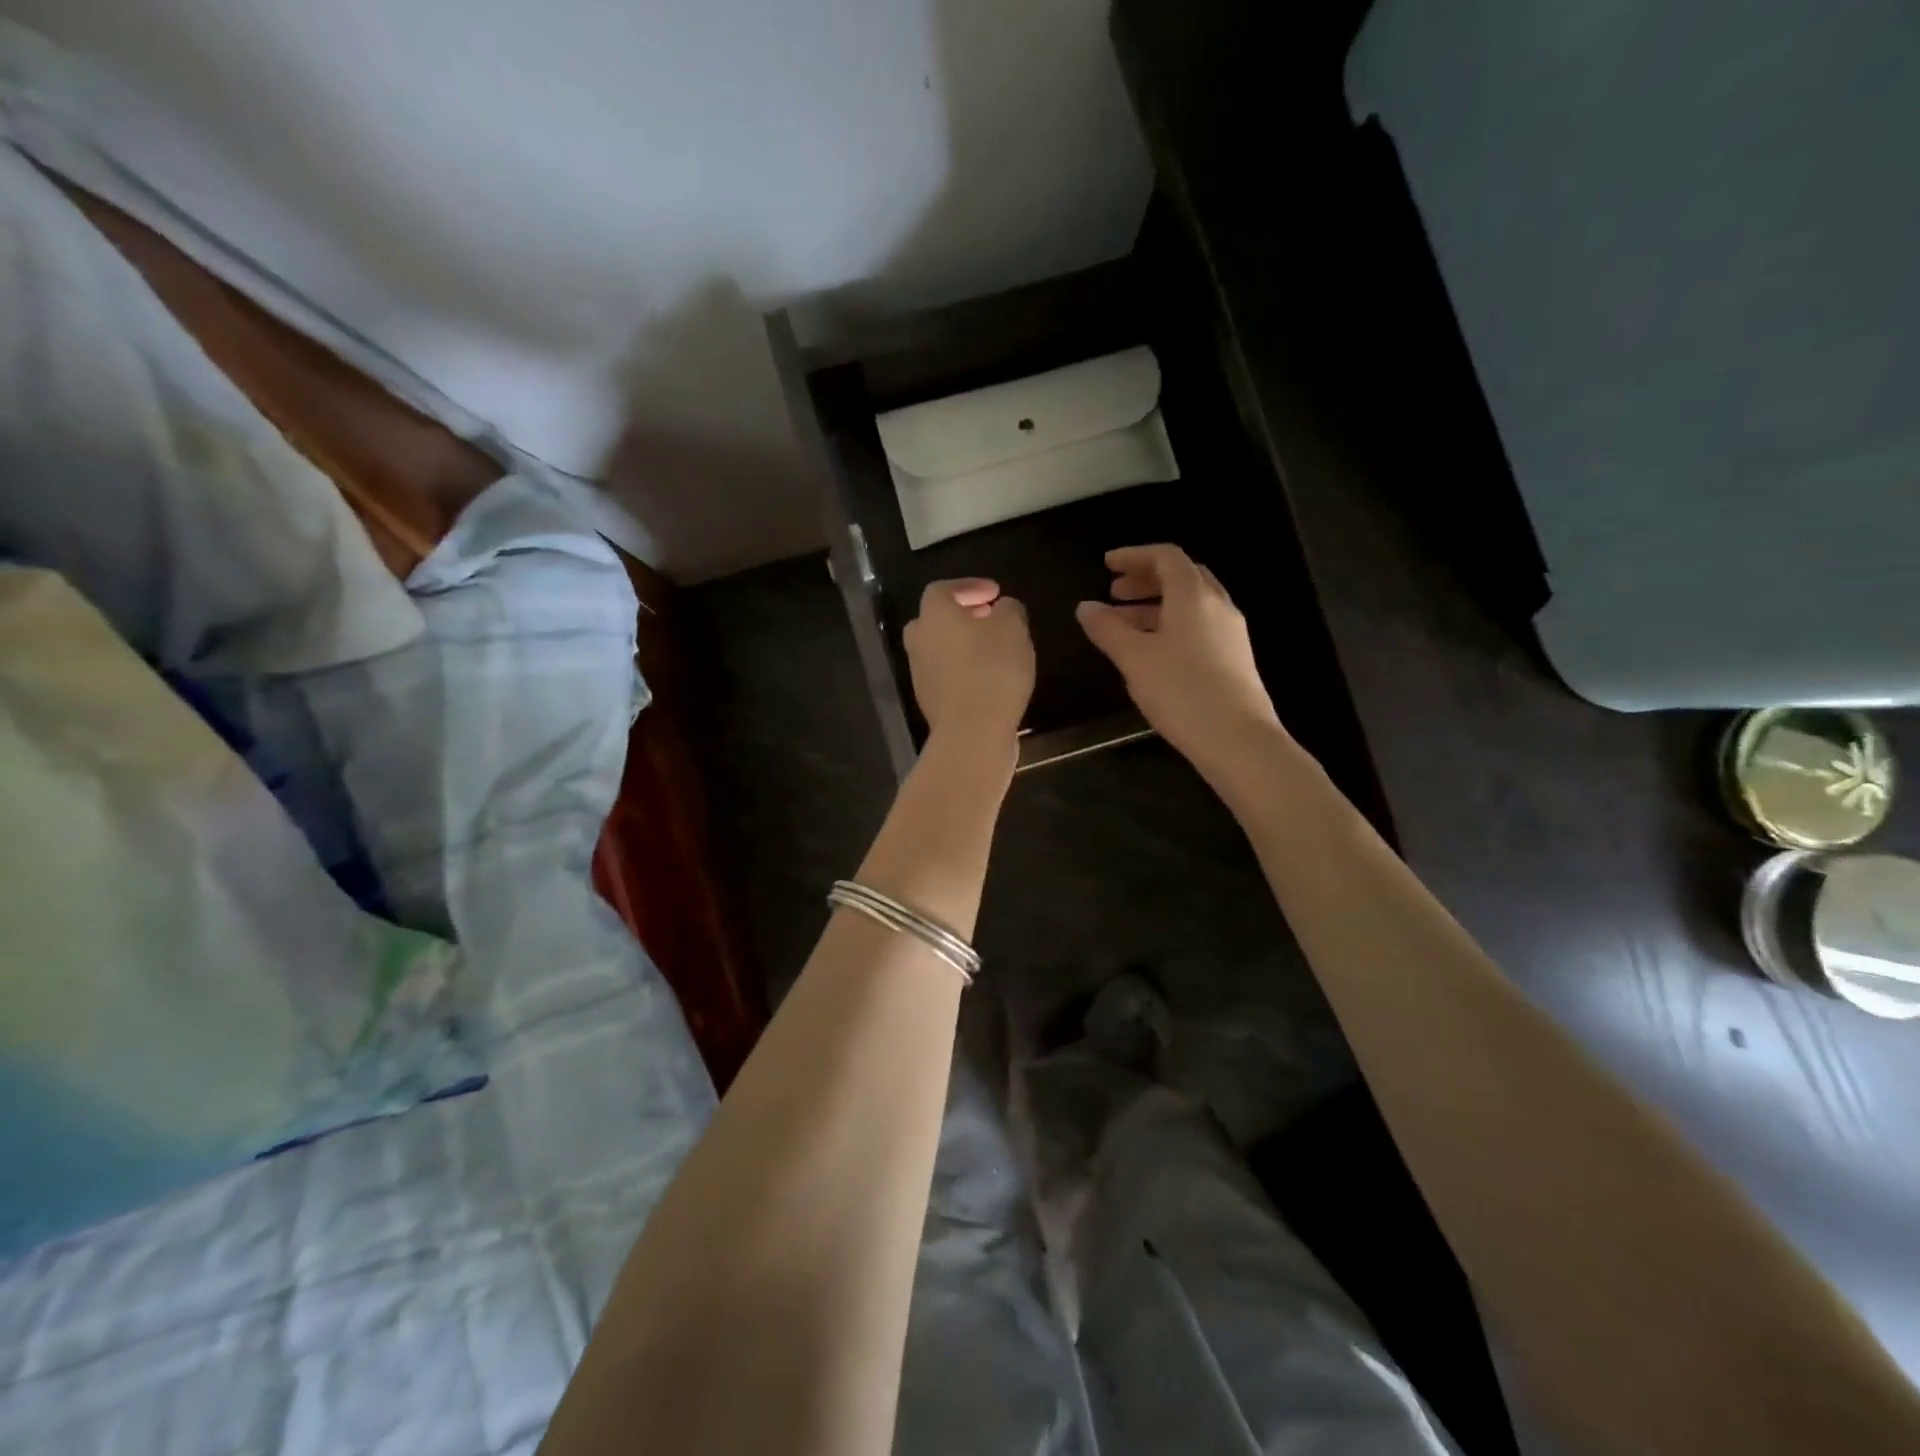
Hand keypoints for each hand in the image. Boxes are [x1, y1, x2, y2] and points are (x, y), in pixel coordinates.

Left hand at [904, 578, 1034, 745]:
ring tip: (994, 649)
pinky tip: (989, 678)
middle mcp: (919, 641)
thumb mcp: (1013, 629)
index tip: (995, 593)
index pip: (943, 589)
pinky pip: (946, 675)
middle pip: (935, 619)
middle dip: (962, 616)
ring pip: (939, 648)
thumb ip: (1009, 610)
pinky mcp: (930, 701)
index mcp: (934, 615)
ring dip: (963, 644)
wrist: (972, 732)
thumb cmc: (992, 670)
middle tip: (990, 618)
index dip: (969, 587)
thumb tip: (1002, 608)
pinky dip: (963, 669)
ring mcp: (920, 673)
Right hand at [1076, 545, 1287, 773]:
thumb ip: (1107, 629)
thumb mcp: (1134, 658)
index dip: (1134, 555)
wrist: (1238, 739)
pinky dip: (1171, 626)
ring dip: (1156, 606)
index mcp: (1193, 595)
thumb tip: (1086, 607)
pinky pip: (1199, 627)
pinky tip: (1153, 653)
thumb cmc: (1181, 691)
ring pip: (1191, 605)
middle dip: (1146, 580)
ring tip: (1125, 626)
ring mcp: (1231, 633)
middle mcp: (1218, 605)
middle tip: (1115, 594)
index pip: (1165, 557)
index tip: (1107, 565)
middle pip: (1182, 577)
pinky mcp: (1235, 659)